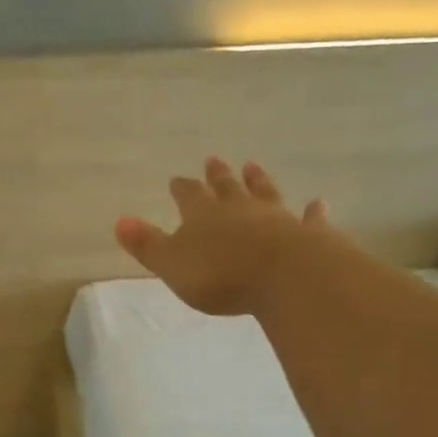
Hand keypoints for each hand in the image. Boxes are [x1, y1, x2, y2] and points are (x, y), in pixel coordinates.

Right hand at [115, 158, 331, 315]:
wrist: (284, 276)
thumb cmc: (220, 275)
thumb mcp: (172, 263)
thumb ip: (147, 244)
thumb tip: (120, 221)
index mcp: (203, 215)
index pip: (188, 195)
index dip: (182, 188)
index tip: (177, 179)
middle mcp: (239, 209)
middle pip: (226, 187)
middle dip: (217, 175)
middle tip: (213, 160)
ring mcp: (276, 218)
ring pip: (265, 193)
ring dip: (258, 181)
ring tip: (253, 166)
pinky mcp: (307, 234)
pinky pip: (309, 219)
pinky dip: (312, 212)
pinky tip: (317, 204)